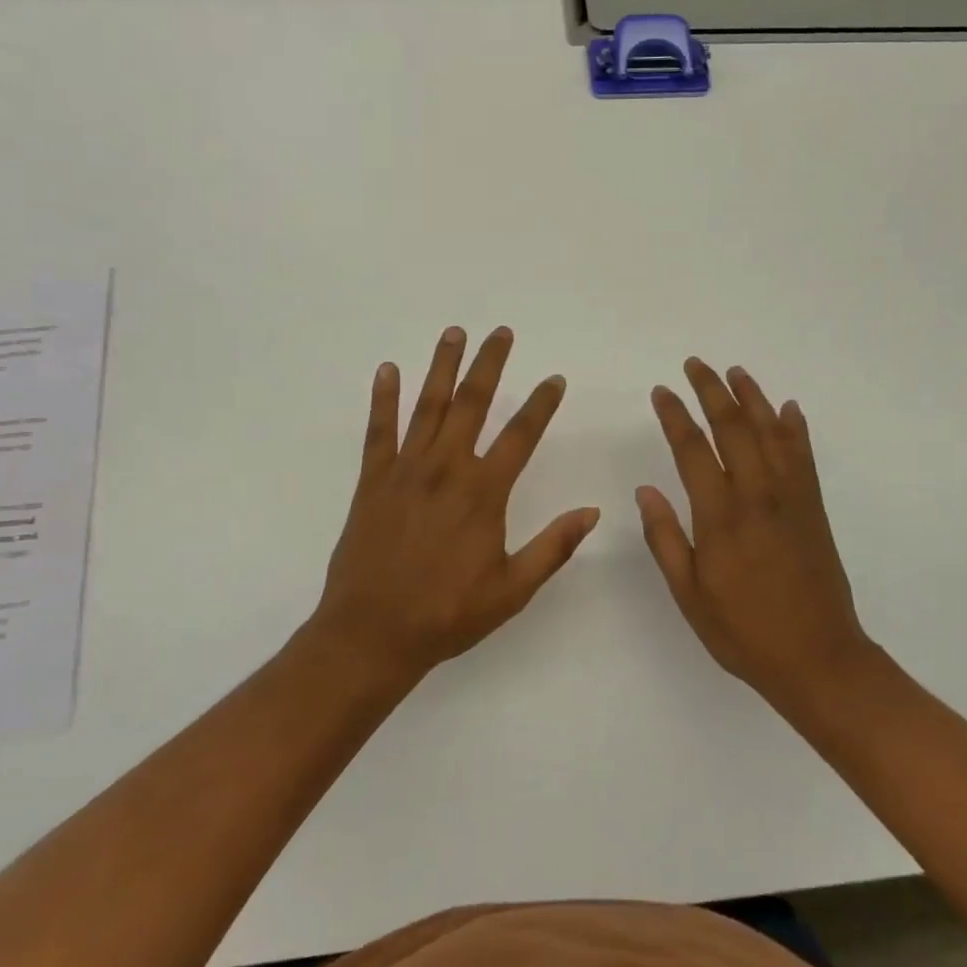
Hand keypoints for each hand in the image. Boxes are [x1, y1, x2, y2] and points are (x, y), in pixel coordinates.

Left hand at [312, 326, 600, 677]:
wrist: (372, 633)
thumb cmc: (447, 614)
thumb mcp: (512, 589)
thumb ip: (553, 547)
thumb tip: (593, 512)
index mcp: (483, 493)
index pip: (521, 436)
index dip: (541, 405)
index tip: (555, 379)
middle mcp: (446, 469)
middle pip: (472, 404)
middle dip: (489, 364)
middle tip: (501, 332)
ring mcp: (406, 470)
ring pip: (427, 406)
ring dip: (442, 366)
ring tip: (454, 333)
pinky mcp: (373, 481)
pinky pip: (379, 430)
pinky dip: (383, 398)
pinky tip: (388, 370)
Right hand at [637, 358, 874, 709]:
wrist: (819, 658)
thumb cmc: (744, 632)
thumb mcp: (689, 594)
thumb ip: (665, 538)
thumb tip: (646, 490)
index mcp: (720, 516)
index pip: (692, 449)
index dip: (675, 416)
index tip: (661, 391)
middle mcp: (757, 494)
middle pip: (733, 427)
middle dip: (711, 390)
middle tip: (695, 364)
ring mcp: (791, 497)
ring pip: (771, 432)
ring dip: (752, 397)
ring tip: (736, 372)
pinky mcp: (814, 508)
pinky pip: (804, 456)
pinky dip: (795, 427)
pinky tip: (788, 408)